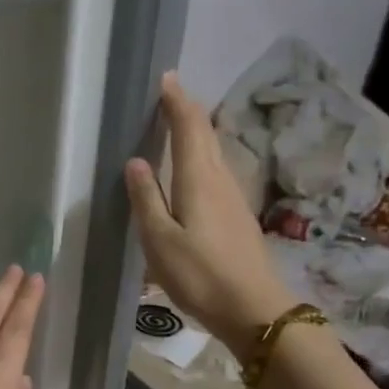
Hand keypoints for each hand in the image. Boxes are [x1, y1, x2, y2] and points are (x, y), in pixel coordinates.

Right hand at [124, 71, 294, 353]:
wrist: (253, 308)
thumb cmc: (199, 274)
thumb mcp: (159, 240)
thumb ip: (146, 199)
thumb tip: (136, 161)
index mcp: (198, 180)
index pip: (189, 128)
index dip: (177, 102)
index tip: (166, 79)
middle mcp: (220, 179)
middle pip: (206, 135)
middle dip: (188, 111)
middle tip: (169, 94)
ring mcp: (233, 197)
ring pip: (214, 152)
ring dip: (196, 133)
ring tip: (176, 125)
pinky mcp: (237, 215)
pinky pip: (216, 171)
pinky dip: (201, 156)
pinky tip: (192, 169)